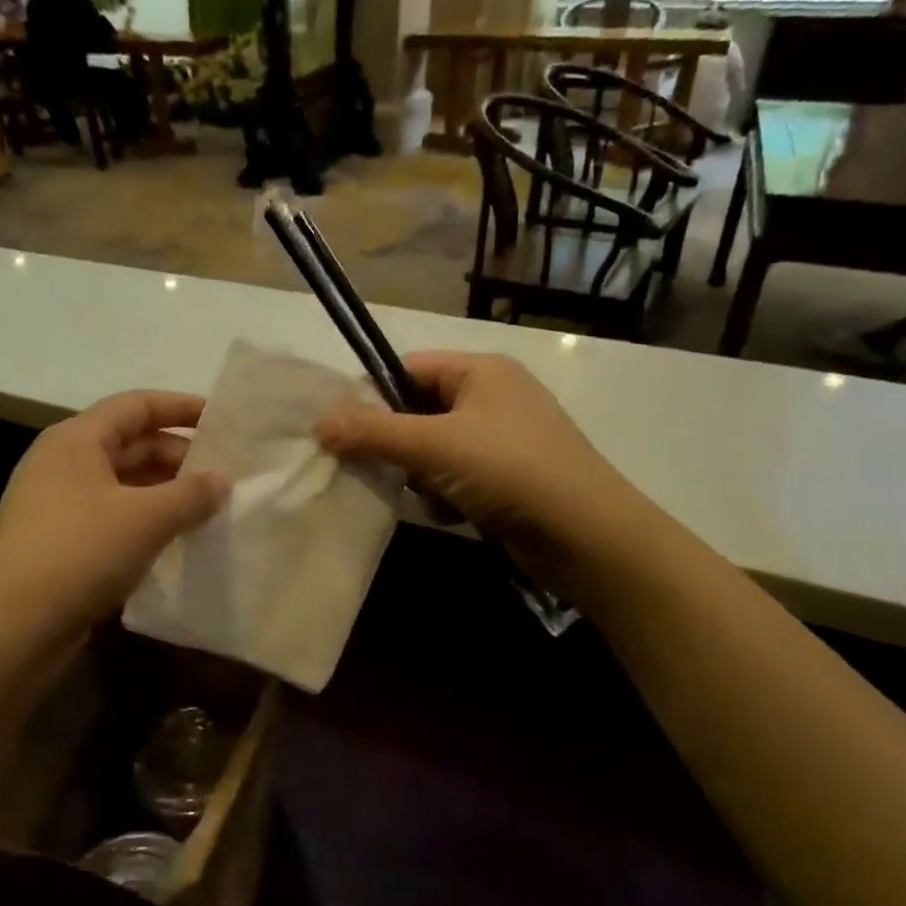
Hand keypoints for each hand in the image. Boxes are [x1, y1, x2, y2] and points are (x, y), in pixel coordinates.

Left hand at [0, 391, 226, 638]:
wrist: (13, 626)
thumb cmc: (80, 552)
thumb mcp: (147, 518)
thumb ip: (192, 494)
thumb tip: (222, 481)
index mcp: (76, 440)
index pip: (135, 406)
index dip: (179, 407)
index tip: (219, 420)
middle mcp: (62, 463)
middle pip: (129, 444)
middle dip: (177, 456)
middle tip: (221, 475)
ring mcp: (56, 504)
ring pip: (122, 483)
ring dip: (163, 491)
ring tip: (206, 507)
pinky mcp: (58, 541)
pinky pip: (111, 515)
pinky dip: (144, 519)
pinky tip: (173, 538)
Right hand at [317, 352, 633, 547]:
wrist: (587, 536)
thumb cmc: (509, 471)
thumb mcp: (434, 445)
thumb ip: (372, 431)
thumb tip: (319, 423)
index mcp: (481, 370)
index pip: (407, 369)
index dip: (373, 398)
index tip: (347, 435)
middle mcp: (494, 396)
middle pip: (418, 412)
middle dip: (400, 447)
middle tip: (386, 471)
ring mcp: (505, 439)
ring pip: (434, 451)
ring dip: (423, 477)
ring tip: (435, 498)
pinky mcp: (510, 478)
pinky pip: (457, 477)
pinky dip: (447, 496)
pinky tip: (456, 515)